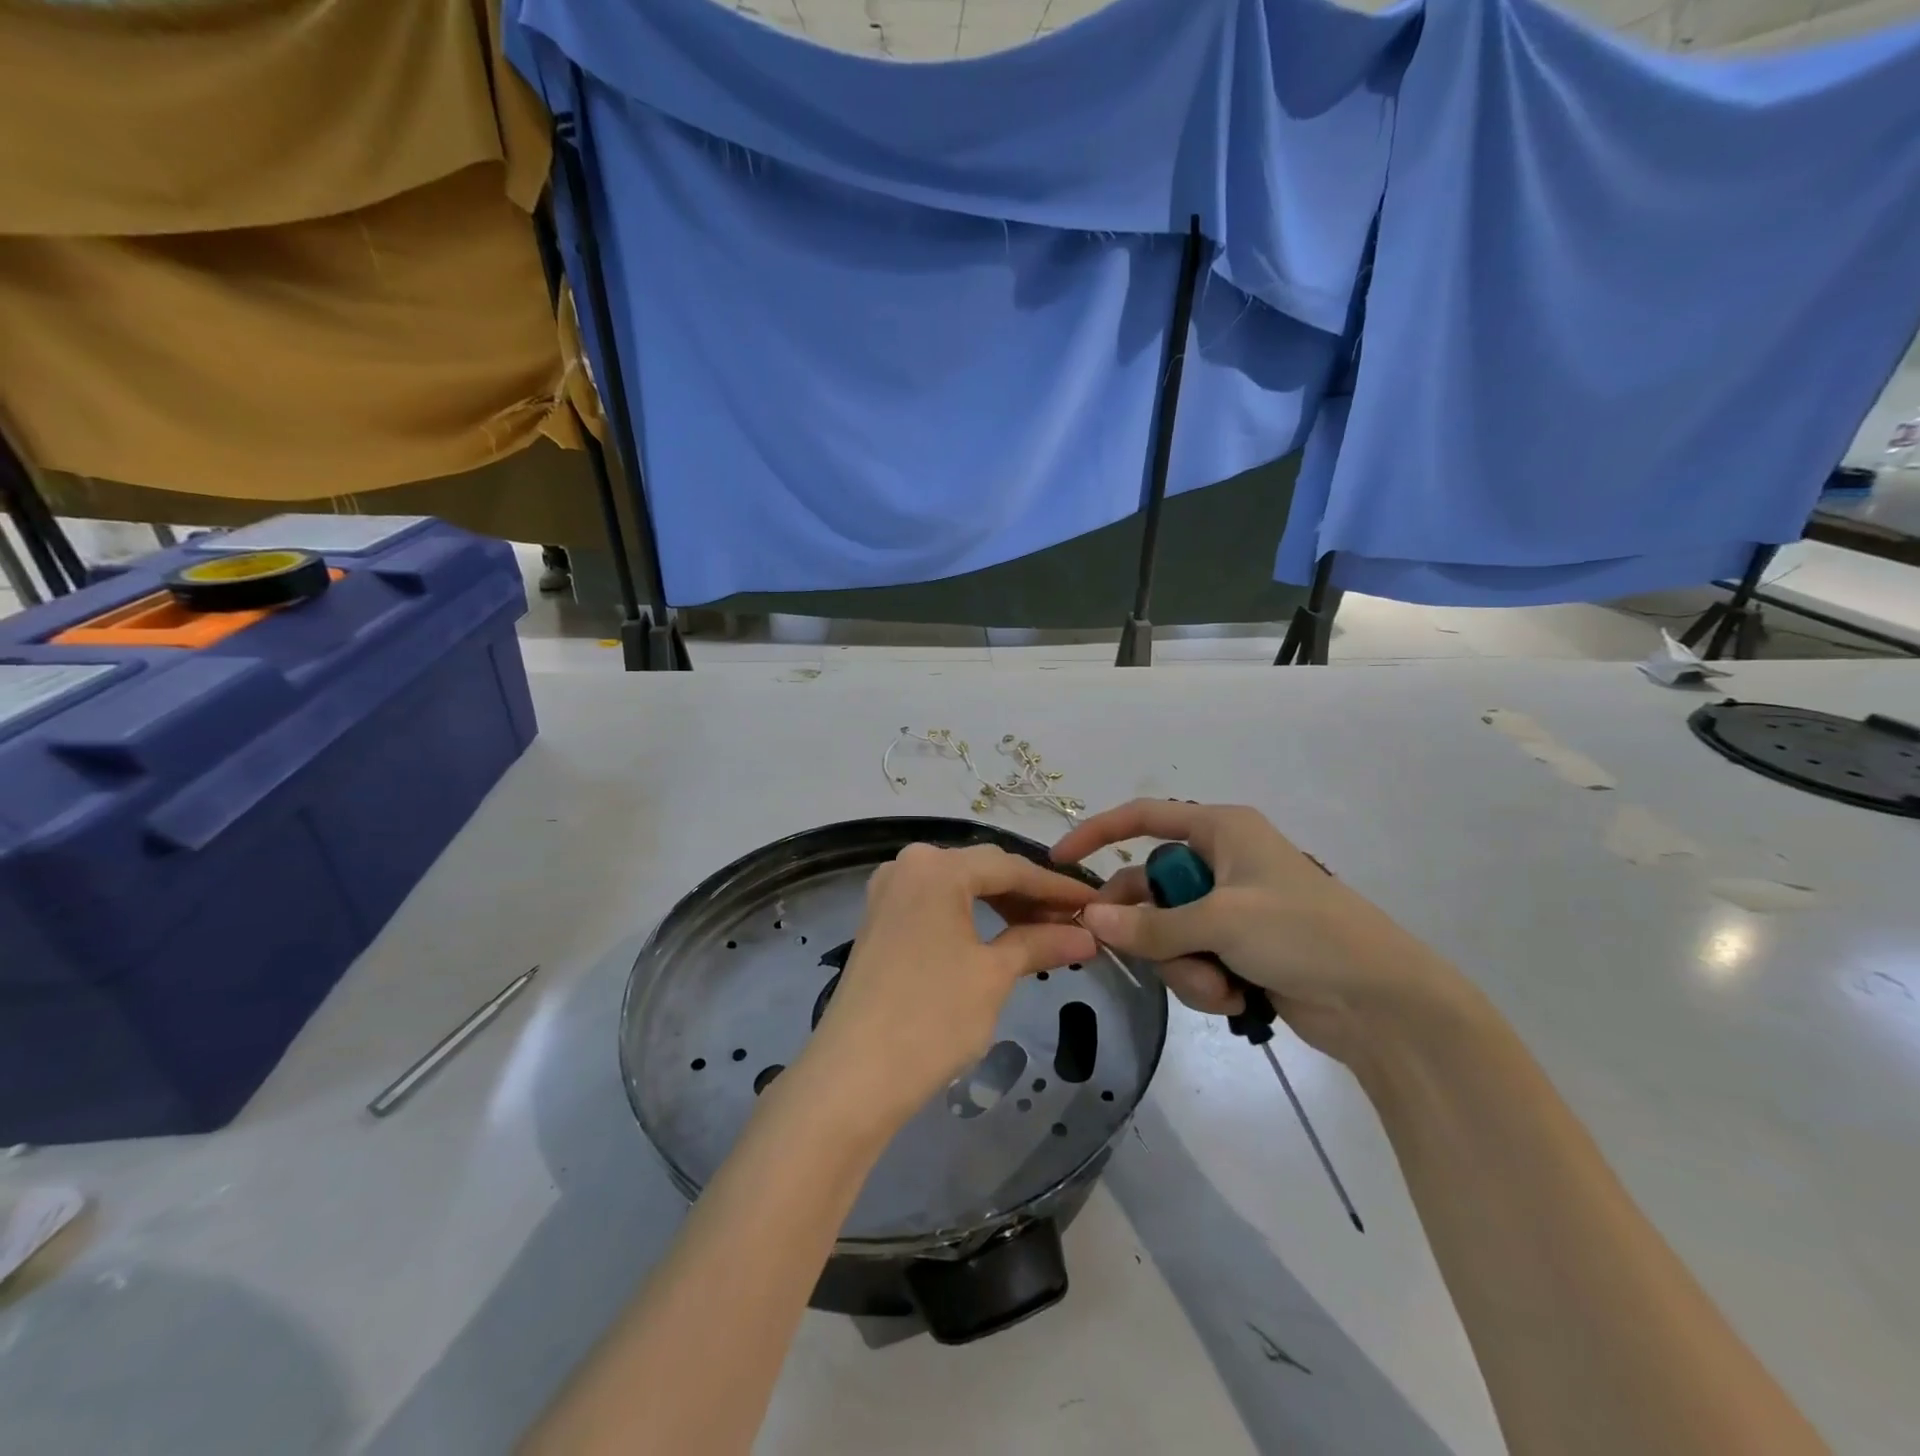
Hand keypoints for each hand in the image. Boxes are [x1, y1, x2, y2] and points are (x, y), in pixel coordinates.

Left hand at [801, 843, 1097, 1131]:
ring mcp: (888, 893)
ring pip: (959, 888)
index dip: (1057, 887)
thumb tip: (1087, 935)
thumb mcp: (994, 975)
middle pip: (982, 871)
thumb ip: (1041, 943)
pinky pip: (936, 906)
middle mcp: (907, 865)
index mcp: (935, 866)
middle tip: (1073, 923)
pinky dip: (971, 919)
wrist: (854, 1077)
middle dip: (1029, 896)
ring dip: (1002, 908)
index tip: (1095, 903)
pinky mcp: (879, 922)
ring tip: (1043, 934)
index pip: (1010, 867)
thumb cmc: (932, 1017)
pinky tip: (999, 940)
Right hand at [1052, 801, 1468, 1068]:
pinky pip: (1191, 959)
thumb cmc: (1304, 934)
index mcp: (1221, 830)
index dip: (1098, 832)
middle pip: (1149, 887)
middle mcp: (1221, 862)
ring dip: (1181, 965)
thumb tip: (1091, 918)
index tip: (1060, 861)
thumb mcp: (1221, 921)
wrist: (1383, 1004)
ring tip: (1219, 986)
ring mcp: (1230, 909)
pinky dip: (1203, 981)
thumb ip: (1151, 924)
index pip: (1144, 817)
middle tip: (1138, 953)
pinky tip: (1235, 997)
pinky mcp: (1238, 948)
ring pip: (1167, 931)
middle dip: (1149, 929)